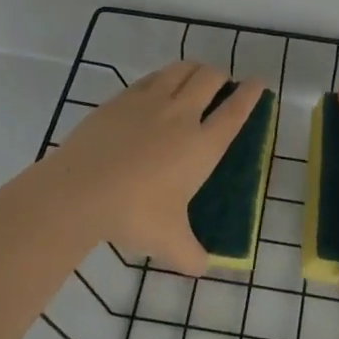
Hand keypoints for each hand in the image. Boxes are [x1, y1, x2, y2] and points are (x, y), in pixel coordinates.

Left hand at [41, 62, 265, 275]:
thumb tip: (203, 269)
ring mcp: (150, 102)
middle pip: (210, 79)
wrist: (80, 190)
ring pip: (181, 70)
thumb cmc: (134, 213)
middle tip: (223, 84)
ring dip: (195, 69)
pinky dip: (164, 76)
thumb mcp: (168, 242)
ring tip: (196, 77)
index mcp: (202, 145)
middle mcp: (182, 115)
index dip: (250, 94)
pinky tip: (160, 86)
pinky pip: (152, 77)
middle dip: (222, 76)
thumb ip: (192, 255)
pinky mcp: (122, 99)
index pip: (235, 112)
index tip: (258, 82)